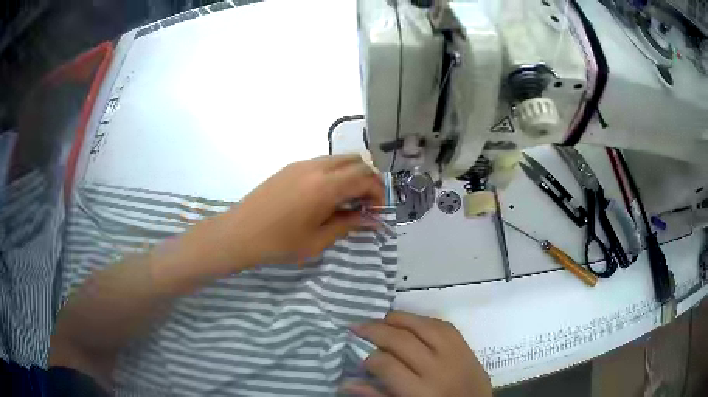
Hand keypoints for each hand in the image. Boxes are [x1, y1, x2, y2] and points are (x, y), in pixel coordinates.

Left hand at [224, 154, 383, 267]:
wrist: (240, 233)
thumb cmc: (279, 243)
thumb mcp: (318, 240)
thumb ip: (348, 224)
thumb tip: (372, 220)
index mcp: (326, 186)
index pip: (366, 178)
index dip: (378, 193)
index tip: (377, 211)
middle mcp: (317, 167)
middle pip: (356, 161)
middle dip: (368, 180)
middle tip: (366, 204)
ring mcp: (302, 164)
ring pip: (339, 159)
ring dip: (352, 175)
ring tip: (347, 200)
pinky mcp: (291, 167)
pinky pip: (323, 162)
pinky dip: (335, 173)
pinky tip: (326, 195)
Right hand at [344, 311, 491, 396]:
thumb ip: (377, 396)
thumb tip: (346, 382)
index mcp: (420, 392)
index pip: (386, 364)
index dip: (368, 358)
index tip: (361, 358)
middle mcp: (438, 369)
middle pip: (402, 340)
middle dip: (375, 330)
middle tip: (356, 326)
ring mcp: (456, 354)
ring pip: (423, 326)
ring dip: (398, 319)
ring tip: (380, 319)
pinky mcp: (467, 347)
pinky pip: (444, 325)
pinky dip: (423, 321)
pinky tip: (410, 322)